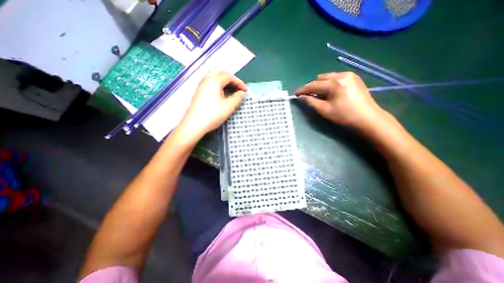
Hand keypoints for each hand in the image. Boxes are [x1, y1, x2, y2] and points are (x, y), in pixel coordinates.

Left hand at [178, 70, 246, 141]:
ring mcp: (201, 86)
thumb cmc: (213, 114)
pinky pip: (210, 83)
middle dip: (231, 78)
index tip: (245, 90)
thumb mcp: (229, 106)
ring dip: (224, 80)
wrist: (194, 124)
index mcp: (214, 81)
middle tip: (237, 86)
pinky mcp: (198, 92)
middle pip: (220, 72)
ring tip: (231, 89)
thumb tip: (242, 93)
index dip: (239, 82)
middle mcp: (206, 79)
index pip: (229, 76)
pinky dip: (218, 84)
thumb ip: (237, 98)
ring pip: (214, 77)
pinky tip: (221, 93)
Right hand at [296, 71, 388, 131]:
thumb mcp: (325, 110)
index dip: (303, 89)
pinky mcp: (354, 77)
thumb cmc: (345, 116)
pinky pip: (336, 77)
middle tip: (309, 96)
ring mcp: (349, 75)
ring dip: (321, 85)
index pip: (314, 85)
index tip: (295, 94)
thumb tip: (302, 97)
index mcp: (335, 83)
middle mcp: (342, 75)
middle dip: (312, 87)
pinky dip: (329, 84)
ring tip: (320, 95)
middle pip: (320, 78)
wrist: (368, 118)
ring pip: (328, 77)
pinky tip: (330, 92)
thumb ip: (311, 102)